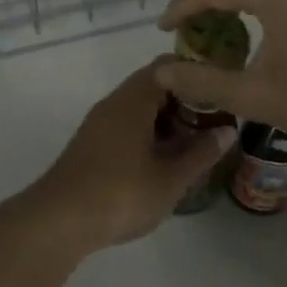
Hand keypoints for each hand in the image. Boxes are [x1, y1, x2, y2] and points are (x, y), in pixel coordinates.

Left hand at [17, 60, 235, 252]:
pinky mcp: (91, 144)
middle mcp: (114, 102)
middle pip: (154, 85)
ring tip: (194, 143)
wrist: (58, 221)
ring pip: (139, 108)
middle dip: (184, 100)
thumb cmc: (120, 194)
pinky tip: (163, 161)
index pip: (168, 66)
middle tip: (214, 120)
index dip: (195, 72)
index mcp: (134, 99)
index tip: (220, 86)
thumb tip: (228, 131)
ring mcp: (99, 123)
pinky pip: (126, 125)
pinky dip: (148, 134)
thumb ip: (201, 153)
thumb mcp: (170, 179)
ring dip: (166, 120)